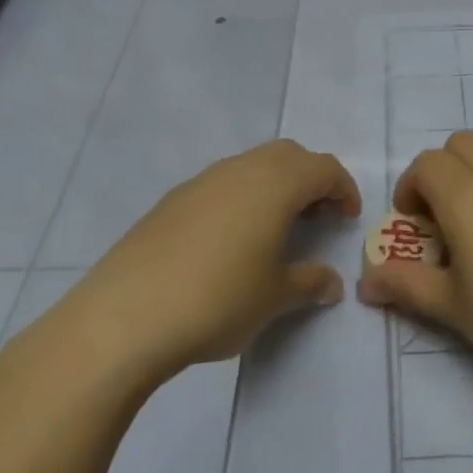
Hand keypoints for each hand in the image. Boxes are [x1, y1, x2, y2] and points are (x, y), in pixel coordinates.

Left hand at [50, 139, 360, 385]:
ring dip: (274, 187)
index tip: (348, 218)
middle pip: (288, 156)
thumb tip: (331, 283)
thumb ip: (309, 283)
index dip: (343, 189)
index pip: (324, 167)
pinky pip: (221, 185)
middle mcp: (241, 169)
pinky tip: (229, 242)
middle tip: (317, 217)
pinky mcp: (171, 201)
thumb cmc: (218, 299)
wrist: (124, 316)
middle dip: (310, 179)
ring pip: (252, 166)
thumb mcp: (274, 297)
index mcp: (276, 183)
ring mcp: (202, 181)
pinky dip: (240, 199)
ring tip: (275, 230)